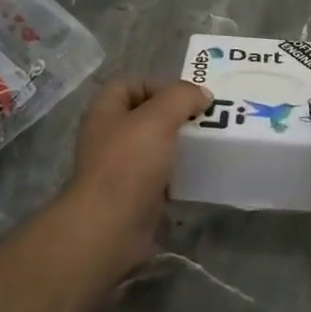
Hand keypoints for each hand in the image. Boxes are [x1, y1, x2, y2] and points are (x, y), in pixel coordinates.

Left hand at [60, 78, 210, 272]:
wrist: (110, 228)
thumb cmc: (129, 163)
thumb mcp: (158, 118)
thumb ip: (182, 97)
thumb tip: (201, 95)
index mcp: (105, 110)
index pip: (131, 83)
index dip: (159, 84)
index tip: (187, 98)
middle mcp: (108, 135)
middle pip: (144, 115)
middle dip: (174, 115)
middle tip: (203, 120)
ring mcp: (118, 167)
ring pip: (153, 146)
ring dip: (177, 145)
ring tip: (205, 146)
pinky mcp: (131, 195)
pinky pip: (157, 176)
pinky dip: (176, 174)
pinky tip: (195, 176)